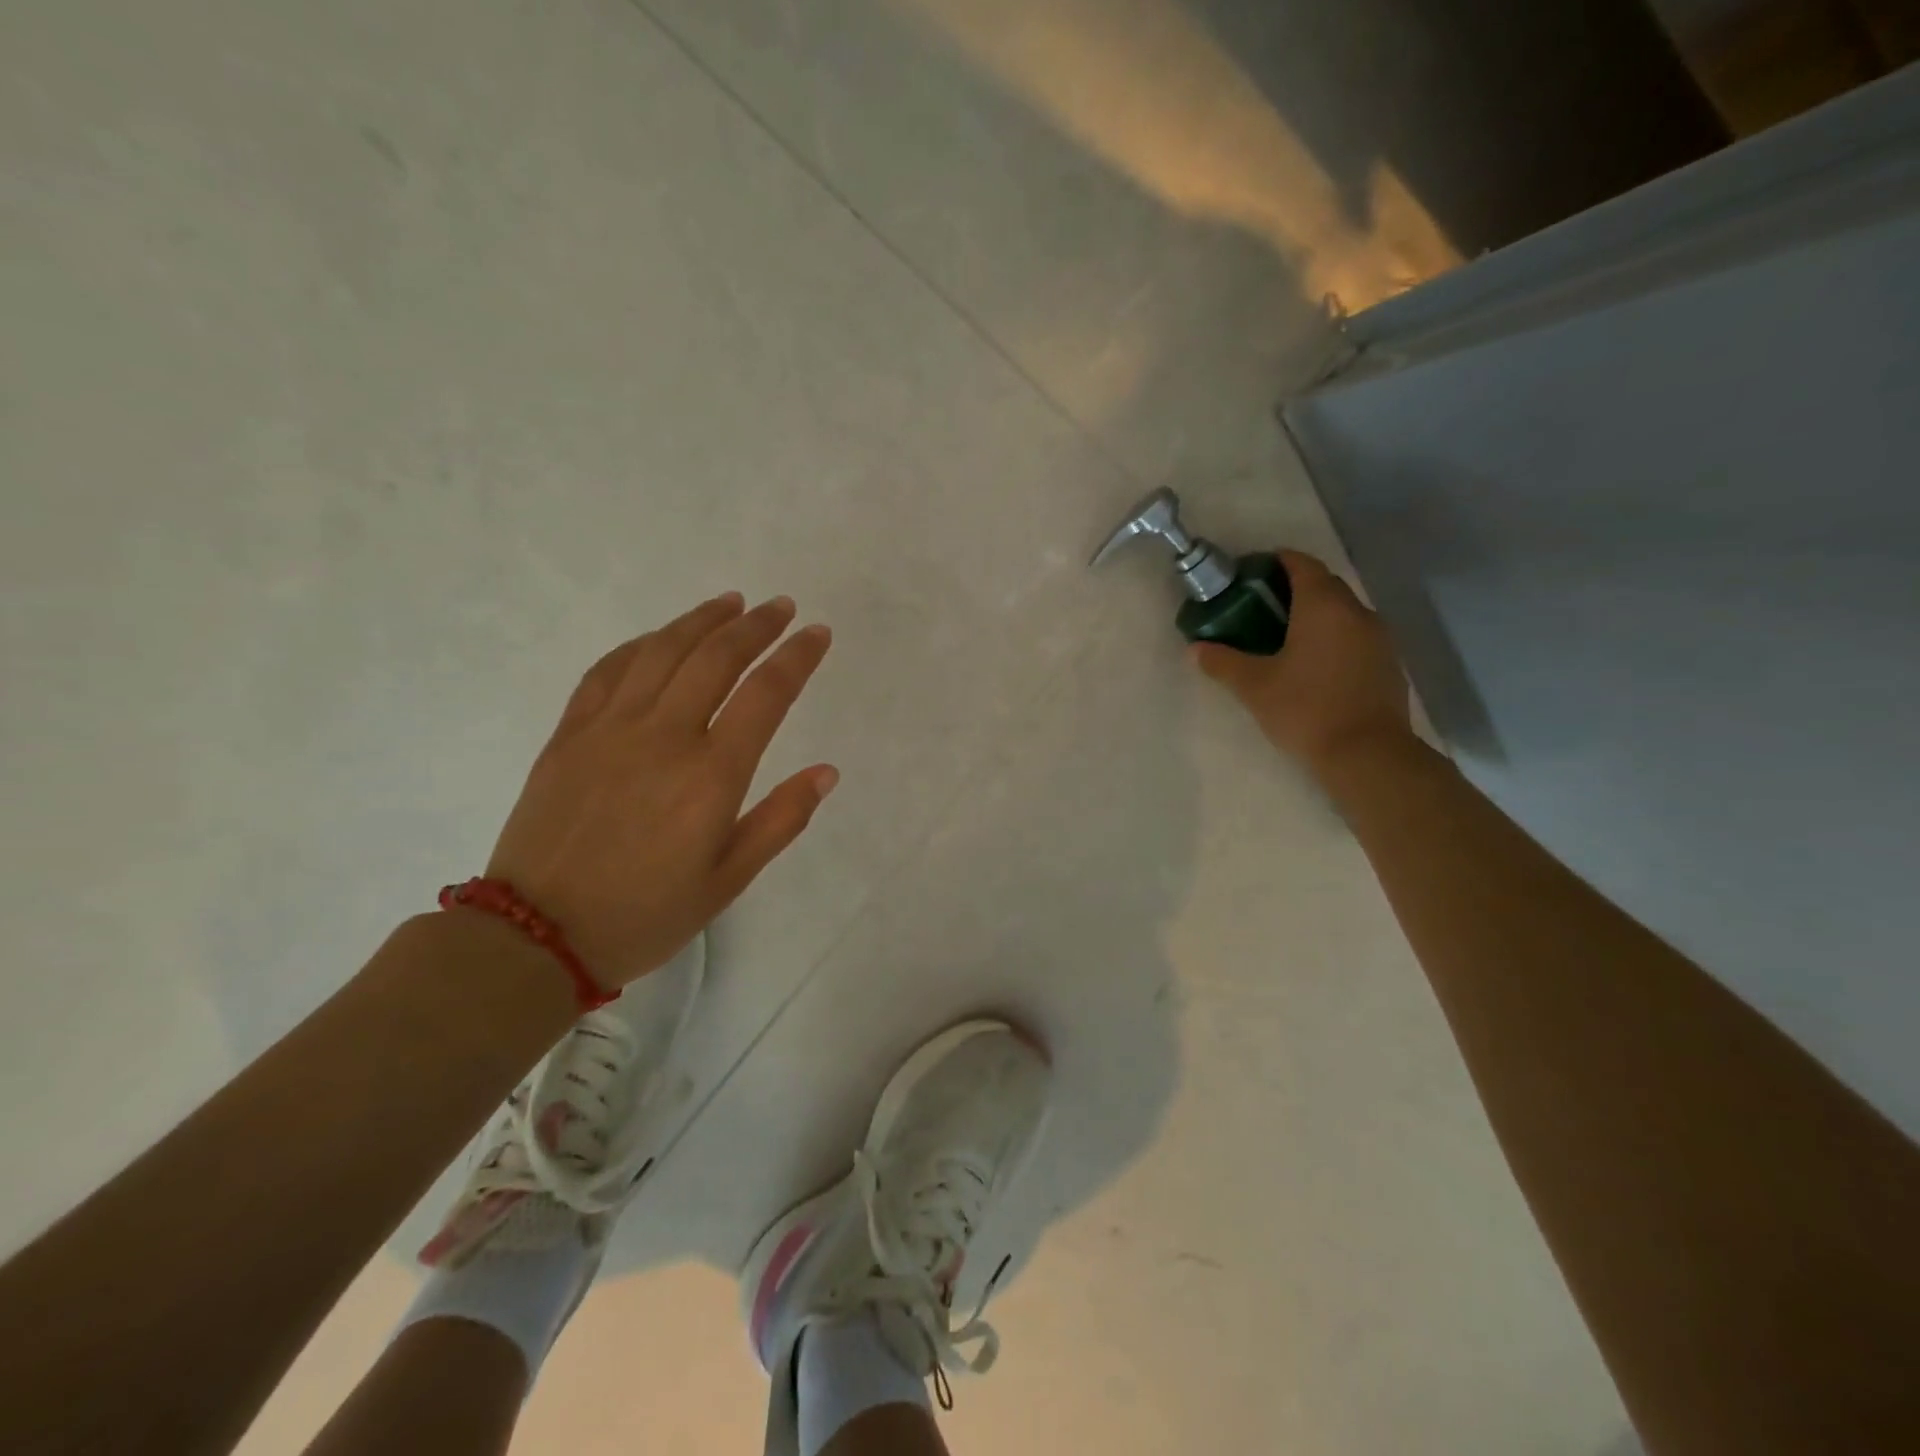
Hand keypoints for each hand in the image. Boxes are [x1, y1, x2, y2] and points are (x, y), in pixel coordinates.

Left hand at [485, 592, 836, 990]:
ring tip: (730, 603)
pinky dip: (641, 644)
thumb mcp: (729, 879)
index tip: (818, 634)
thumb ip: (781, 820)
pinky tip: (660, 638)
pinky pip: (607, 671)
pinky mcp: (569, 734)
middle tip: (781, 607)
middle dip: (756, 625)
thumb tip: (827, 772)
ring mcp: (610, 729)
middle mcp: (664, 736)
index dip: (797, 657)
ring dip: (701, 620)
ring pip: (662, 651)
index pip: (766, 694)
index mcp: (711, 775)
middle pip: (716, 657)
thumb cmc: (646, 914)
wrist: (537, 935)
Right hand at [1192, 550, 1410, 778]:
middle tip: (1258, 608)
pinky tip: (1312, 664)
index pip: (1301, 563)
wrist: (1367, 755)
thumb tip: (1194, 649)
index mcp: (1323, 606)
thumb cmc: (1306, 709)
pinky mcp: (1387, 663)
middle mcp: (1356, 611)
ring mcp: (1379, 637)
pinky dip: (1332, 637)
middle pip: (1323, 585)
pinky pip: (1355, 636)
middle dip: (1292, 588)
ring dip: (1314, 615)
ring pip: (1341, 611)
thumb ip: (1222, 663)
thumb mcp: (1254, 687)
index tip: (1249, 574)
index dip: (1275, 561)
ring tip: (1283, 637)